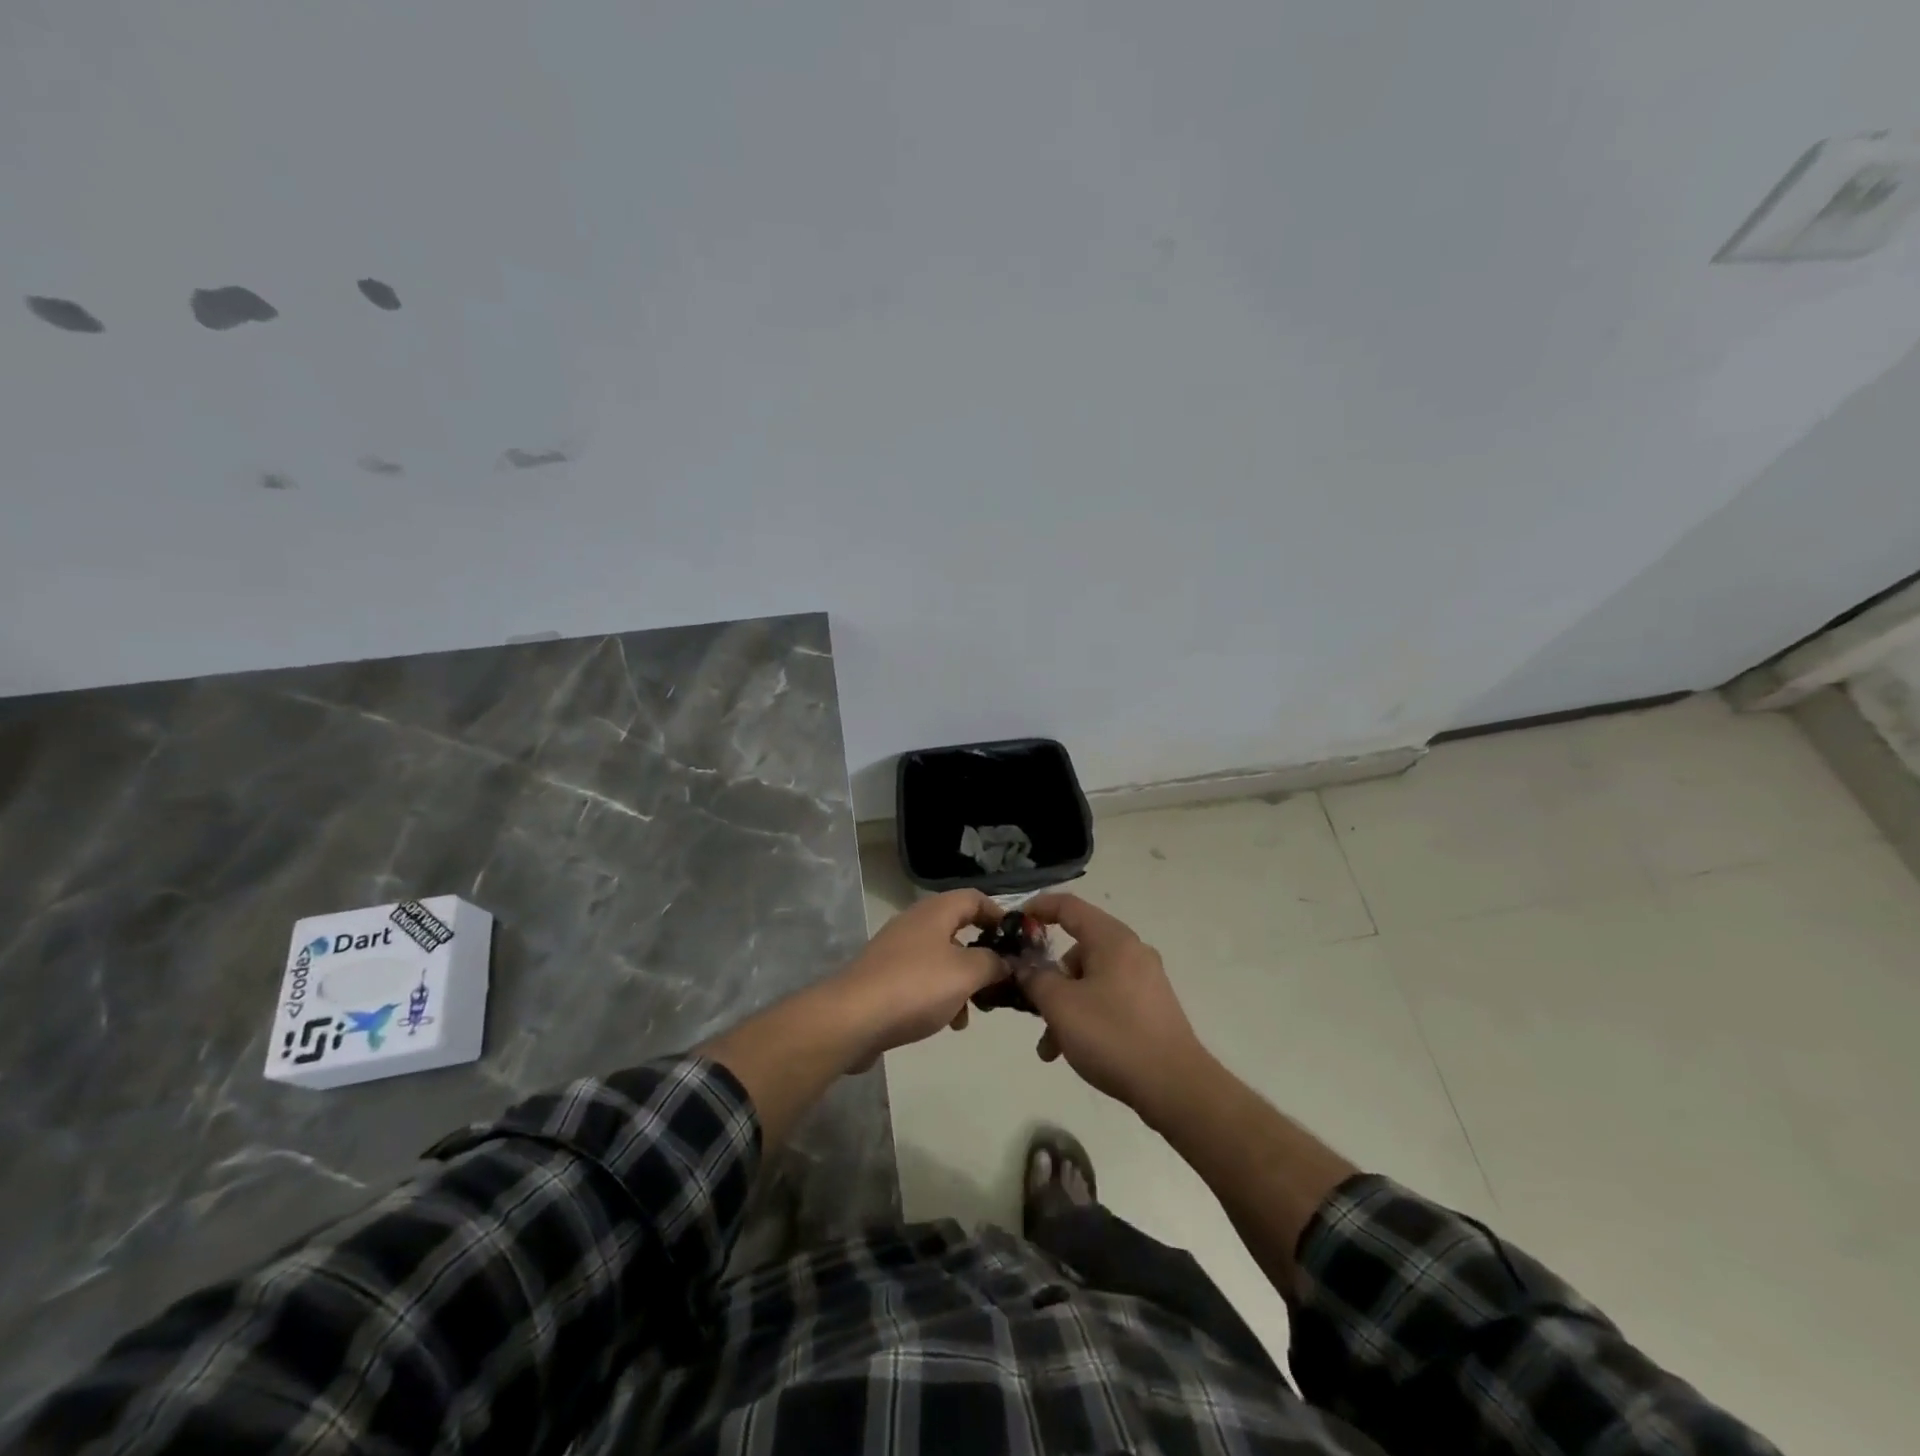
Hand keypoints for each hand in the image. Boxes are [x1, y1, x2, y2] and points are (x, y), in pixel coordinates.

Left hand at [831, 890, 1007, 1068]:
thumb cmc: (916, 987)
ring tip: (974, 1011)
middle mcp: (915, 923)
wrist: (852, 1019)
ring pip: (942, 958)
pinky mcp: (885, 978)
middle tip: (1001, 979)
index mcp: (935, 912)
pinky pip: (923, 980)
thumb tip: (1006, 960)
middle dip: (983, 955)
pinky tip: (948, 1022)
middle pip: (959, 929)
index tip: (1019, 940)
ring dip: (963, 981)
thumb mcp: (966, 973)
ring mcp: (897, 950)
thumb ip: (993, 963)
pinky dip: (941, 996)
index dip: (999, 915)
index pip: (975, 898)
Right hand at [1018, 893, 1210, 1119]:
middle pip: (1077, 949)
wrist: (1175, 1087)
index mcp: (1112, 939)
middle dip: (1048, 978)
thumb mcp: (1061, 1005)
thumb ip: (1035, 978)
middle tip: (1030, 1005)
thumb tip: (1024, 966)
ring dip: (1064, 1007)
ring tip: (1050, 1048)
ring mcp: (1144, 980)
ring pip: (1090, 981)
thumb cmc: (1112, 1035)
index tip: (1012, 925)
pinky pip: (1107, 1000)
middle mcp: (1131, 951)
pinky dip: (1086, 1017)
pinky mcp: (1151, 1008)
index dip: (1037, 908)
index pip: (1068, 906)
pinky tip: (1073, 1051)